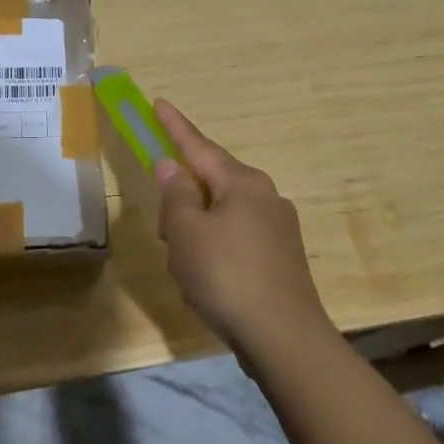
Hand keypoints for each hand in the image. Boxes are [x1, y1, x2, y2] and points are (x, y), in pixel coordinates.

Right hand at [153, 100, 331, 355]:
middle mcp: (266, 197)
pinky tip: (205, 282)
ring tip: (184, 267)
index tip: (158, 103)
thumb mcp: (187, 232)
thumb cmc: (226, 275)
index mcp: (242, 183)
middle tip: (165, 231)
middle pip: (211, 184)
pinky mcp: (282, 259)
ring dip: (196, 232)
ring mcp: (278, 229)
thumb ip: (176, 195)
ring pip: (221, 216)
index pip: (200, 146)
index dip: (175, 127)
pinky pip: (236, 241)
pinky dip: (214, 251)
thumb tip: (172, 166)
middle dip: (182, 201)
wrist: (285, 339)